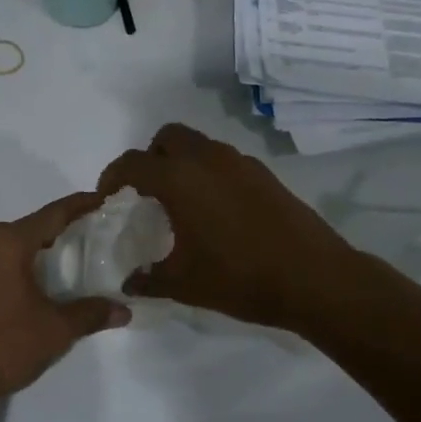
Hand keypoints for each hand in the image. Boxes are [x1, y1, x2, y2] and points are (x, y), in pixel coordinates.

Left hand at [0, 193, 130, 416]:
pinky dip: (13, 266)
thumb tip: (124, 310)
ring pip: (7, 246)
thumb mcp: (56, 330)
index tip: (101, 199)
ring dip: (34, 250)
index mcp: (7, 242)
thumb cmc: (4, 345)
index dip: (80, 206)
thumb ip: (90, 313)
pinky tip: (29, 285)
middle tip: (89, 238)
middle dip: (59, 231)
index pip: (52, 214)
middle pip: (29, 227)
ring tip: (63, 262)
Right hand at [97, 124, 355, 330]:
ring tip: (180, 204)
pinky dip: (208, 174)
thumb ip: (148, 279)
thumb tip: (129, 282)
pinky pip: (223, 161)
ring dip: (181, 164)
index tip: (107, 198)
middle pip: (167, 137)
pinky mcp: (264, 175)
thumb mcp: (183, 284)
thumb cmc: (239, 278)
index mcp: (179, 179)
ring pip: (199, 145)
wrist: (313, 278)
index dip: (112, 177)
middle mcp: (207, 159)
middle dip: (150, 158)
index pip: (132, 163)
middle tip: (146, 193)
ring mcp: (240, 163)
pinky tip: (214, 212)